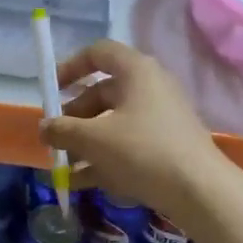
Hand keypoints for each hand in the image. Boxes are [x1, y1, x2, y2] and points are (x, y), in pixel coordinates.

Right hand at [40, 40, 225, 222]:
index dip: (71, 67)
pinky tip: (83, 183)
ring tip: (63, 168)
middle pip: (103, 93)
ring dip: (85, 143)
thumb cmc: (142, 151)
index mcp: (136, 71)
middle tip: (55, 139)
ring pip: (114, 123)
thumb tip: (44, 128)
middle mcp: (150, 88)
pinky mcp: (167, 146)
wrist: (199, 189)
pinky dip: (105, 159)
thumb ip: (62, 130)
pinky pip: (128, 145)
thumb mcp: (93, 139)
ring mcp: (161, 118)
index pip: (98, 53)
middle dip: (74, 117)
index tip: (51, 90)